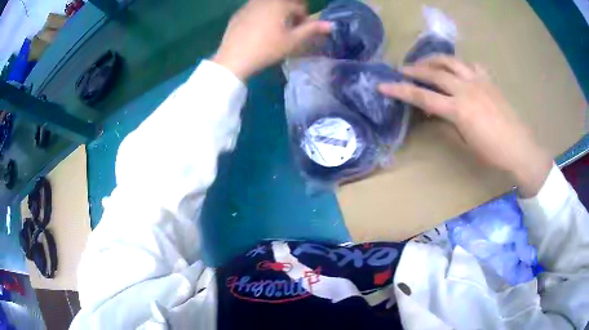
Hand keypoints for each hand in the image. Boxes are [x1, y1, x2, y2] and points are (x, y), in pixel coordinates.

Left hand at [213, 0, 331, 79]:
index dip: (304, 19)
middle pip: (284, 3)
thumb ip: (312, 29)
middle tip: (287, 30)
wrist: (234, 58)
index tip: (300, 32)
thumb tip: (331, 24)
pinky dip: (261, 15)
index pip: (300, 7)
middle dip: (290, 14)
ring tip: (273, 30)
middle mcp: (264, 0)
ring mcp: (249, 5)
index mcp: (280, 4)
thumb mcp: (292, 41)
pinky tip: (257, 30)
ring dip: (276, 13)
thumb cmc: (267, 49)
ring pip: (269, 5)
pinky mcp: (238, 13)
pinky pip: (255, 9)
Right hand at [378, 55, 552, 196]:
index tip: (383, 85)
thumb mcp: (465, 142)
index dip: (400, 90)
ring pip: (451, 61)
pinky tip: (459, 70)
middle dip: (415, 69)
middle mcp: (466, 89)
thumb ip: (447, 123)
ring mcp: (478, 80)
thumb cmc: (492, 153)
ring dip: (434, 60)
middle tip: (403, 70)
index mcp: (458, 109)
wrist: (519, 148)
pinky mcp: (488, 80)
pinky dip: (461, 65)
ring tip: (426, 62)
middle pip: (434, 72)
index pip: (422, 96)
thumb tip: (434, 114)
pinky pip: (471, 65)